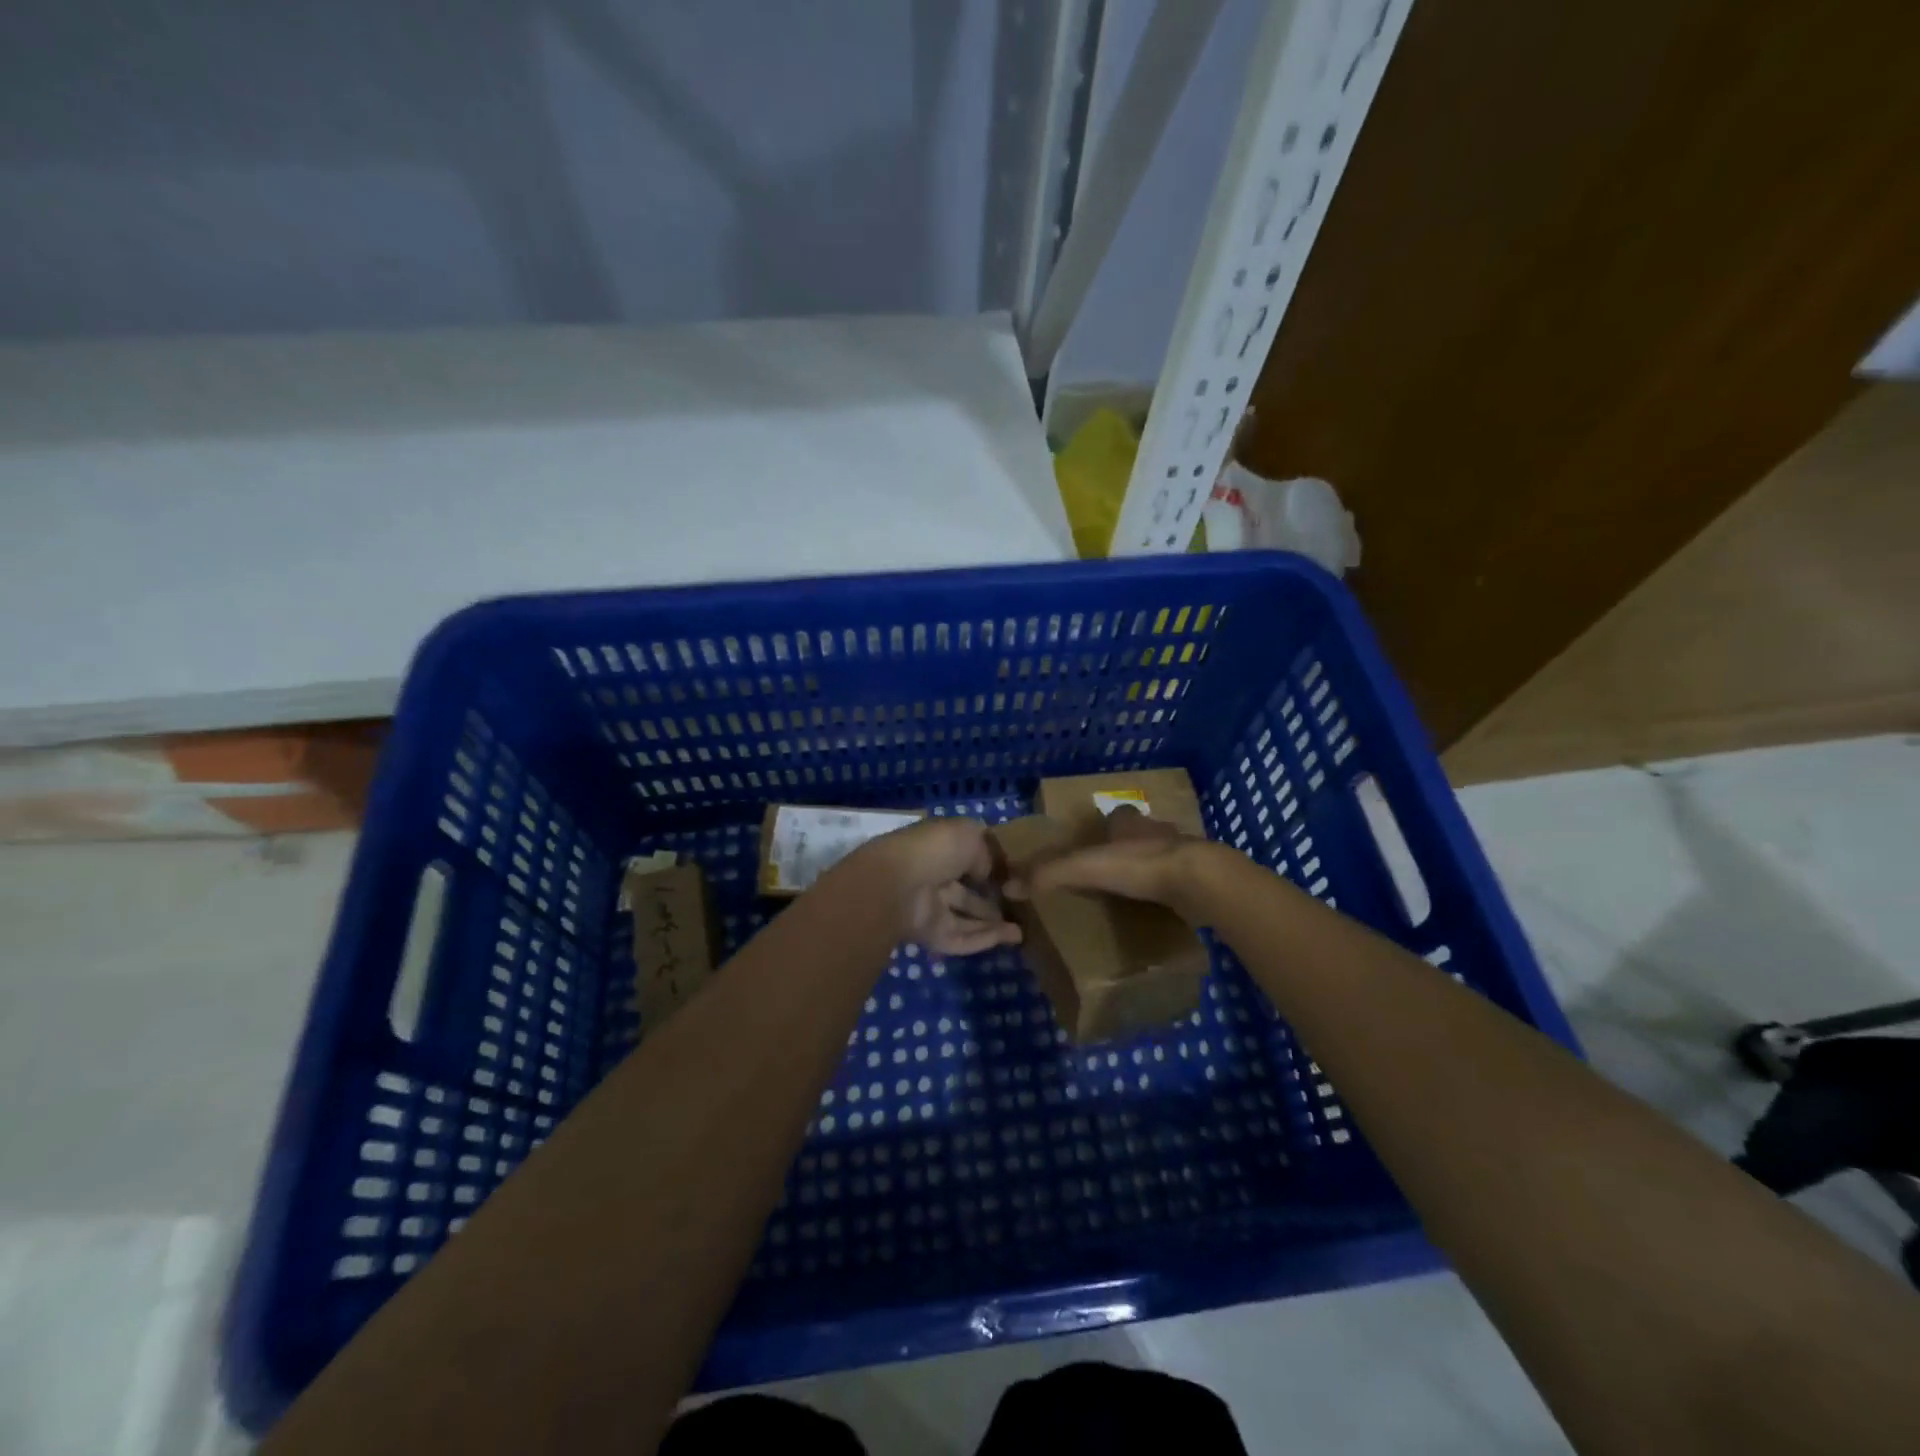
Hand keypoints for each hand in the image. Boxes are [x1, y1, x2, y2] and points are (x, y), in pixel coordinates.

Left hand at [853, 817, 1022, 955]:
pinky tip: (1011, 938)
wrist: (897, 885)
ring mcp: (930, 907)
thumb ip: (985, 854)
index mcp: (939, 847)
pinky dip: (985, 939)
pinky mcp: (929, 934)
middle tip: (1019, 907)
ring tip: (1022, 929)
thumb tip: (988, 873)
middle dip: (991, 899)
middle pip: (966, 892)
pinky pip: (960, 938)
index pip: (966, 857)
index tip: (1015, 876)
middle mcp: (933, 876)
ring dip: (993, 924)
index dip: (989, 866)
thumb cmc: (935, 850)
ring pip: (965, 917)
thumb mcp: (968, 836)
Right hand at [1007, 807, 1208, 920]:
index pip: (1117, 815)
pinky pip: (1180, 881)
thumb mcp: (1085, 868)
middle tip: (1112, 871)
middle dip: (1128, 846)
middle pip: (1140, 833)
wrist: (1198, 881)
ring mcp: (1183, 853)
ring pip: (1163, 855)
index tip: (1095, 841)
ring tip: (1134, 892)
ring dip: (1151, 868)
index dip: (1107, 825)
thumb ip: (1050, 874)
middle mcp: (1157, 831)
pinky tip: (1160, 908)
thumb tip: (1010, 885)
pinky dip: (1170, 891)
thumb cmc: (1139, 865)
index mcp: (1130, 823)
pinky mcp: (1200, 878)